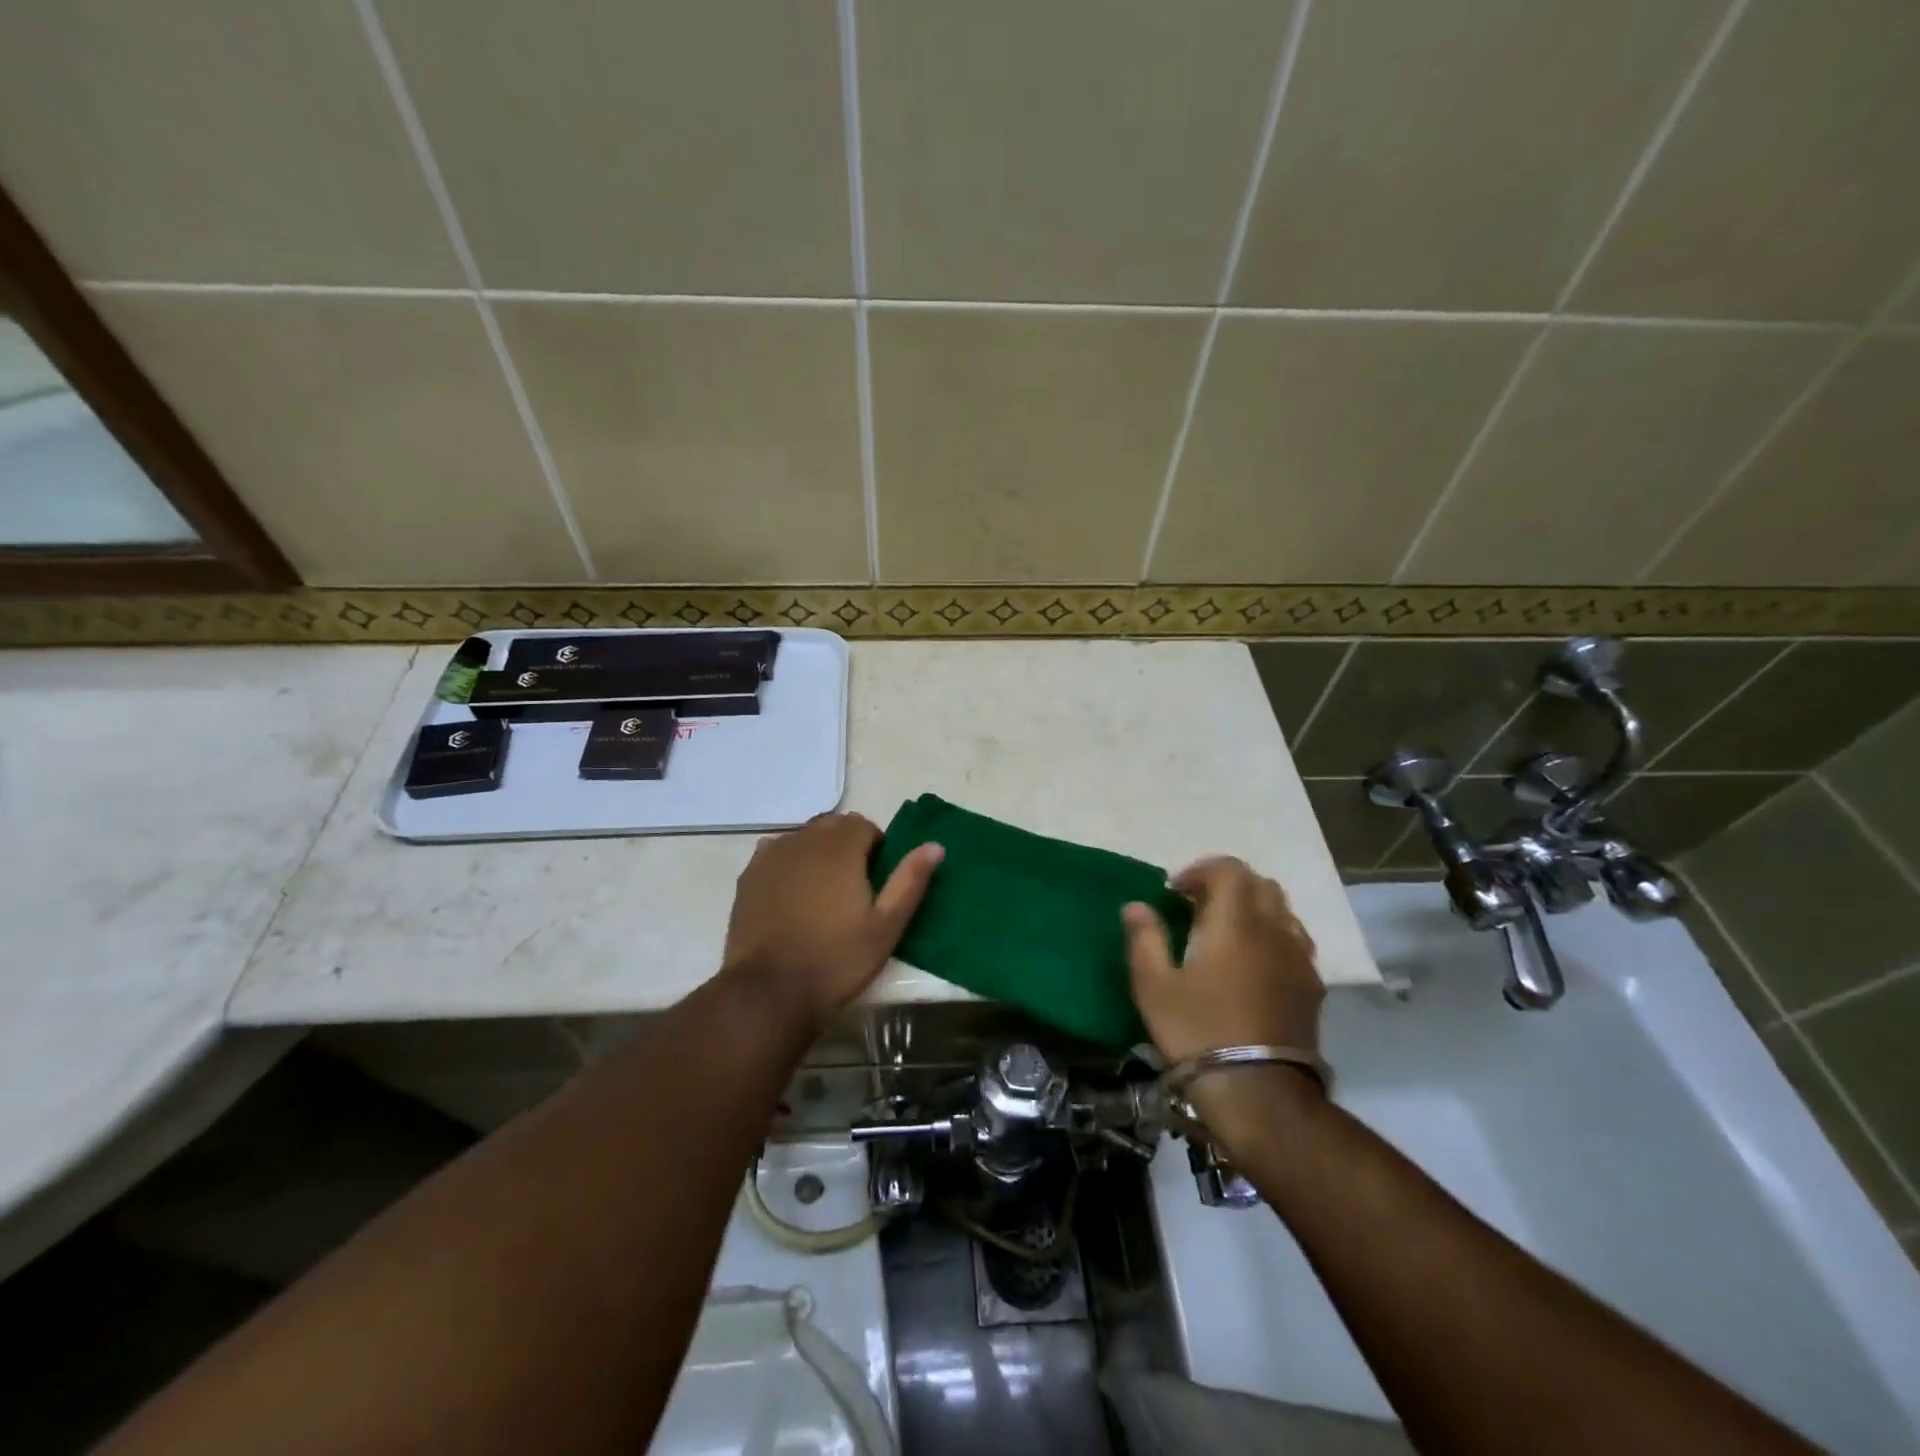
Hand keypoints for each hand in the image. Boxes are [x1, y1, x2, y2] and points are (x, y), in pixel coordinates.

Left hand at [721, 811, 942, 1034]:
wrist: (771, 991)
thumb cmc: (837, 959)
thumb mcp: (886, 926)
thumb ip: (910, 881)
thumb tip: (935, 846)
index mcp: (840, 847)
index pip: (863, 825)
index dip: (875, 848)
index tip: (875, 881)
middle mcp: (804, 840)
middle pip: (832, 826)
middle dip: (846, 845)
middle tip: (852, 888)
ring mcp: (771, 855)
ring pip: (803, 838)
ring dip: (817, 853)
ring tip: (822, 893)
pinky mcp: (749, 876)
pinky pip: (775, 853)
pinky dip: (789, 863)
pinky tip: (791, 895)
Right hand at [1123, 858, 1325, 1142]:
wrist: (1259, 1093)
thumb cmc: (1198, 1032)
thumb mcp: (1154, 986)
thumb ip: (1145, 938)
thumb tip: (1136, 906)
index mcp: (1235, 921)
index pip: (1229, 869)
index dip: (1200, 871)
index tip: (1175, 892)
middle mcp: (1273, 929)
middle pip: (1259, 884)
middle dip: (1227, 886)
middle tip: (1198, 909)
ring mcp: (1298, 958)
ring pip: (1281, 911)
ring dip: (1253, 910)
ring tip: (1226, 936)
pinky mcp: (1312, 987)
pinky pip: (1294, 941)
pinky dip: (1272, 936)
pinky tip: (1253, 966)